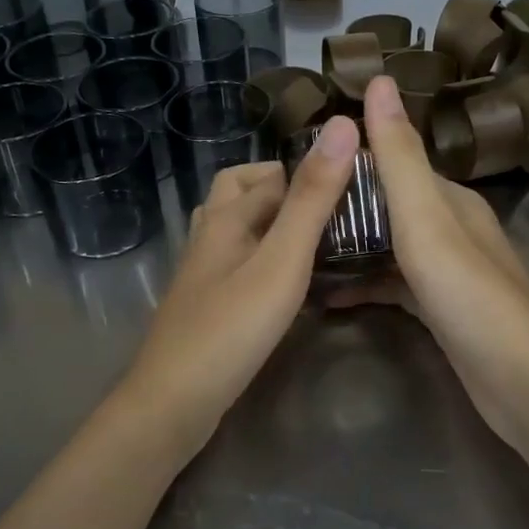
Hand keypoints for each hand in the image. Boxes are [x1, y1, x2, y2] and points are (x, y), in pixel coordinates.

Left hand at [119, 119, 359, 453]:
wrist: (173, 403)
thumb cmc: (231, 328)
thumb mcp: (281, 260)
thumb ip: (311, 198)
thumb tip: (340, 125)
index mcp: (226, 215)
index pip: (271, 172)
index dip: (310, 168)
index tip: (355, 180)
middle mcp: (209, 234)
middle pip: (240, 189)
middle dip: (282, 186)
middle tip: (329, 205)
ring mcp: (202, 270)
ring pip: (236, 225)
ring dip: (271, 218)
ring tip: (314, 235)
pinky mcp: (206, 301)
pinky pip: (237, 258)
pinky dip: (262, 252)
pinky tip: (286, 278)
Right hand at [326, 77, 528, 449]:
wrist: (522, 383)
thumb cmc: (469, 294)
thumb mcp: (426, 219)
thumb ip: (398, 155)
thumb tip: (379, 80)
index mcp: (450, 200)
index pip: (393, 163)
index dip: (349, 161)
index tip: (300, 166)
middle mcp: (452, 228)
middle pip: (388, 205)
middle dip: (343, 205)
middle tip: (288, 213)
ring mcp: (449, 272)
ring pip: (389, 245)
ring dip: (351, 245)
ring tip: (299, 249)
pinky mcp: (442, 310)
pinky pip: (394, 284)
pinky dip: (365, 284)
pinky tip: (330, 295)